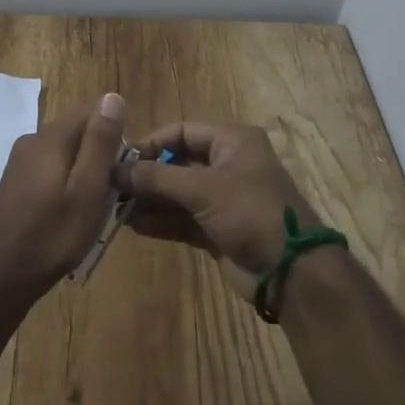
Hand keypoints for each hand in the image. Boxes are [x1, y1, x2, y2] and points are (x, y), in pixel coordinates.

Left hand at [0, 93, 127, 298]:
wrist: (0, 275)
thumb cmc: (52, 234)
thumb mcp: (88, 189)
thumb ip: (100, 142)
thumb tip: (113, 96)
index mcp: (51, 136)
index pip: (94, 110)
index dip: (116, 136)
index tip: (123, 170)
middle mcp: (33, 139)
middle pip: (79, 132)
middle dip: (101, 157)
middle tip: (111, 196)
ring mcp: (21, 161)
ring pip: (67, 154)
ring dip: (85, 174)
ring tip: (92, 210)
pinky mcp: (17, 182)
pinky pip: (52, 170)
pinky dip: (67, 185)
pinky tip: (69, 215)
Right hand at [114, 121, 320, 300]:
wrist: (292, 272)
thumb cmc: (251, 213)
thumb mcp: (202, 188)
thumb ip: (156, 177)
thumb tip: (114, 170)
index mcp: (232, 141)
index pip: (181, 132)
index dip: (150, 143)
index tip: (119, 160)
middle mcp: (227, 164)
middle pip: (177, 162)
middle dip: (146, 175)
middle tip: (112, 187)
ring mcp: (223, 198)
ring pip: (177, 193)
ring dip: (149, 200)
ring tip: (116, 208)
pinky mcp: (218, 228)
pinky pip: (182, 218)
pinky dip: (160, 220)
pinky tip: (133, 225)